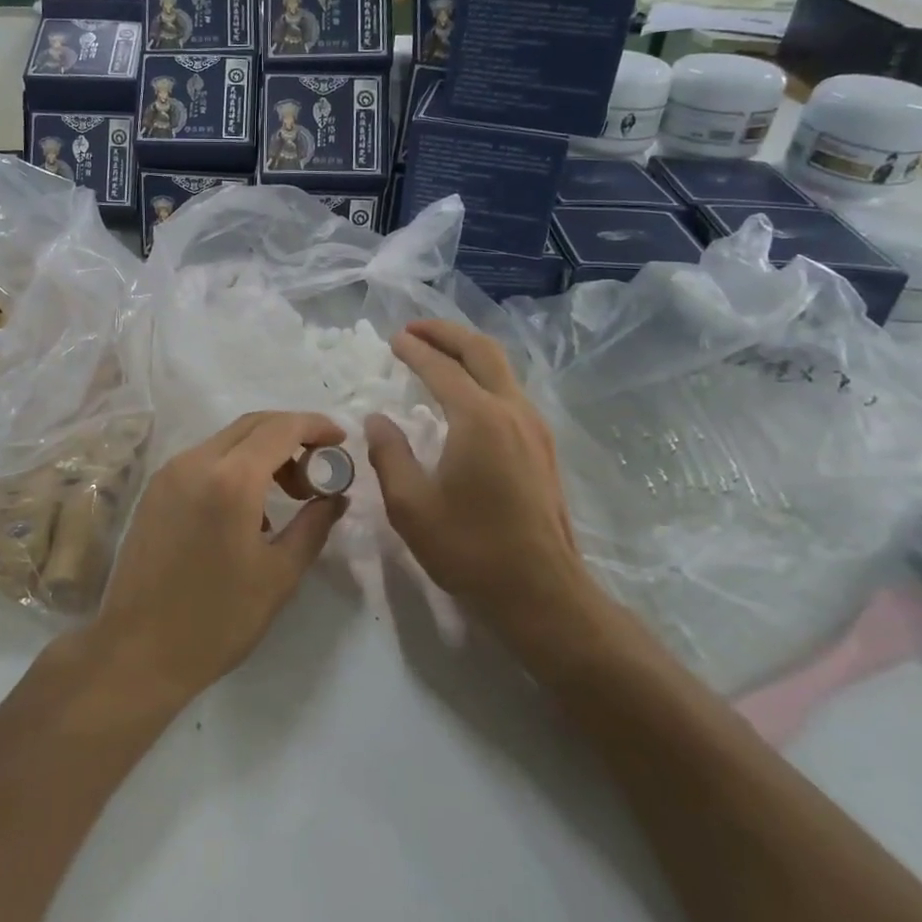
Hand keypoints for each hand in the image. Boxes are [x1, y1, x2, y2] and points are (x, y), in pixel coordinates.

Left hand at [91, 411, 347, 703]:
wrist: (138, 650)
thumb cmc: (217, 619)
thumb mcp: (279, 574)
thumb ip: (313, 525)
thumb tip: (336, 496)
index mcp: (231, 479)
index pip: (281, 428)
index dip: (315, 426)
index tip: (340, 441)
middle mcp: (196, 461)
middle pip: (252, 425)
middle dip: (291, 436)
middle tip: (318, 471)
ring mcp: (170, 472)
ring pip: (227, 440)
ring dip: (263, 452)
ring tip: (288, 495)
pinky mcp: (155, 489)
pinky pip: (204, 460)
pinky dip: (235, 466)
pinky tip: (248, 509)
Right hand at [364, 321, 604, 643]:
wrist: (542, 593)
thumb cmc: (470, 550)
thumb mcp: (411, 506)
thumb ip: (389, 454)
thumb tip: (377, 419)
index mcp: (478, 419)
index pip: (441, 368)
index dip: (414, 350)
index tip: (392, 339)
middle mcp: (512, 411)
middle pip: (481, 351)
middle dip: (446, 333)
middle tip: (415, 329)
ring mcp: (535, 427)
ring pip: (502, 368)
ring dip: (468, 352)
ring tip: (437, 353)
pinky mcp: (543, 447)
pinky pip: (510, 391)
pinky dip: (483, 375)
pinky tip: (465, 394)